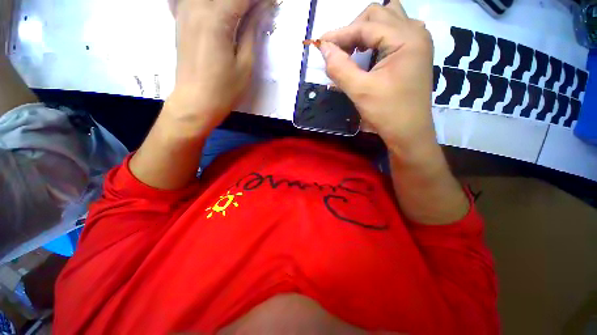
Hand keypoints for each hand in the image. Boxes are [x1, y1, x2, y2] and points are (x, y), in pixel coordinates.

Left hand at [167, 0, 269, 129]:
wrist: (196, 102)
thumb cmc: (224, 90)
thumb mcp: (245, 65)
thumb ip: (251, 32)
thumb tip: (259, 11)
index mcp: (216, 19)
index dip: (260, 0)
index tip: (271, 4)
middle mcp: (196, 7)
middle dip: (245, 2)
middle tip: (257, 10)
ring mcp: (184, 12)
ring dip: (228, 3)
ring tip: (241, 14)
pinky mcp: (180, 20)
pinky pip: (189, 0)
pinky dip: (207, 5)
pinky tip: (215, 12)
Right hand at [319, 0, 434, 155]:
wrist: (409, 133)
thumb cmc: (387, 113)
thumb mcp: (360, 91)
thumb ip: (340, 68)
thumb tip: (323, 48)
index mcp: (406, 39)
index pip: (366, 25)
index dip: (340, 34)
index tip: (320, 44)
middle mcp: (415, 33)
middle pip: (378, 14)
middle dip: (354, 29)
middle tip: (339, 51)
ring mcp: (417, 43)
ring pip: (387, 20)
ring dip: (366, 31)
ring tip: (353, 50)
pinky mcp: (413, 54)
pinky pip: (392, 34)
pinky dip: (375, 39)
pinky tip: (367, 54)